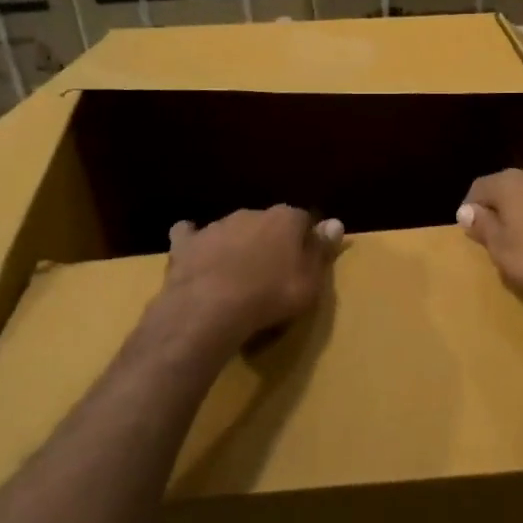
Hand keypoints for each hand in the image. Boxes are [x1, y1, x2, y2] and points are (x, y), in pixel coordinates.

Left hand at [155, 206, 342, 349]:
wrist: (210, 308)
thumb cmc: (270, 296)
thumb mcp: (310, 282)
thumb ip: (321, 250)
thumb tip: (335, 223)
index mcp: (285, 219)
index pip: (303, 220)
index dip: (305, 240)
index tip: (305, 263)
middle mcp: (251, 213)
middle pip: (267, 223)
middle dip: (270, 240)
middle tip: (272, 272)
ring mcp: (216, 226)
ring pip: (233, 229)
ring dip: (237, 244)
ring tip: (237, 275)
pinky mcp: (187, 243)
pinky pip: (190, 235)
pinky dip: (195, 243)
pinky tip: (196, 255)